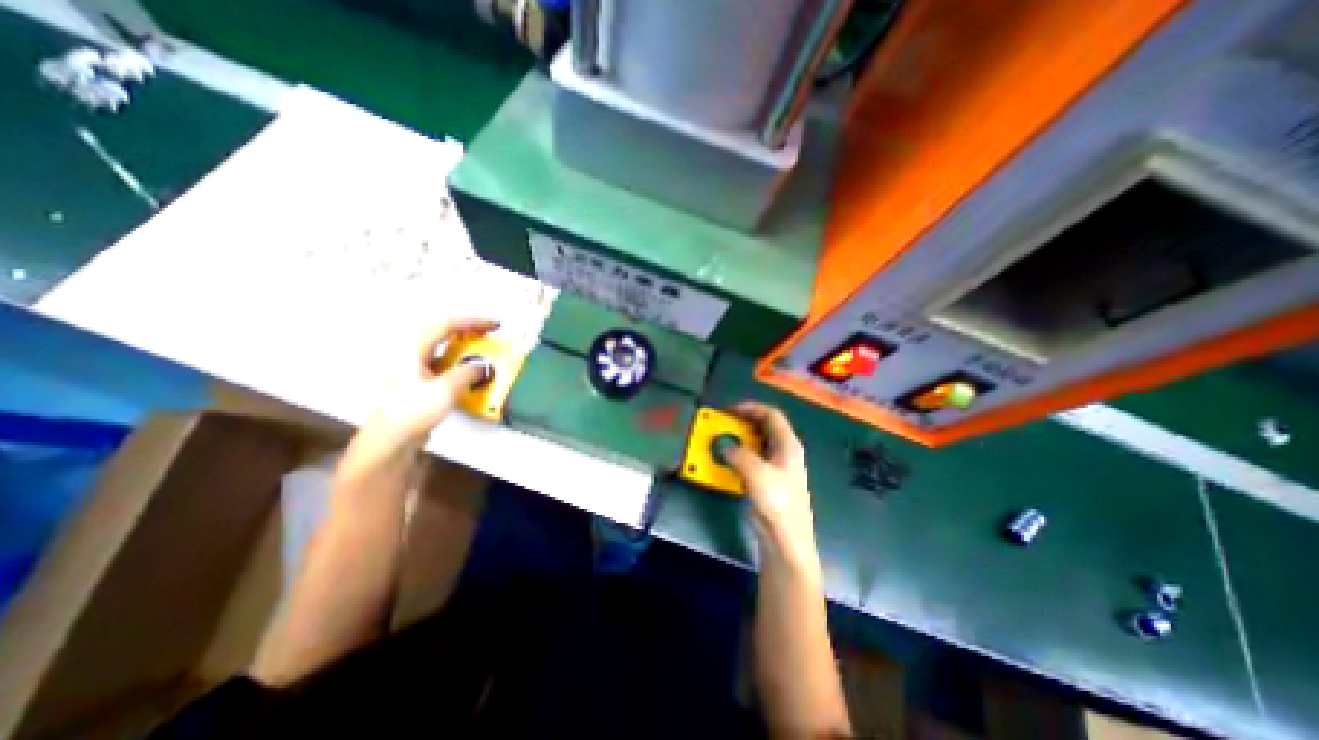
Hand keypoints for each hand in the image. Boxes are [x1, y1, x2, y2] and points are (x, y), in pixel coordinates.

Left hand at [365, 315, 501, 444]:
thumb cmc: (411, 411)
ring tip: (482, 349)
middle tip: (488, 332)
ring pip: (443, 348)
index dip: (473, 322)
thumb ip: (469, 372)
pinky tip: (469, 370)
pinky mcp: (420, 382)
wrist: (393, 438)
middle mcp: (411, 355)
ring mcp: (414, 369)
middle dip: (468, 330)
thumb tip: (483, 367)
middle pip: (442, 332)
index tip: (493, 325)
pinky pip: (444, 363)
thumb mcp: (447, 388)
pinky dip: (460, 361)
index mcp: (413, 349)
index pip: (446, 324)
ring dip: (464, 346)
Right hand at [727, 400, 819, 574]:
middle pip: (763, 428)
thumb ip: (738, 454)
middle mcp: (783, 451)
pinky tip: (726, 460)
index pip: (771, 415)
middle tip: (721, 424)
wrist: (785, 538)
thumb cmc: (777, 502)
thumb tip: (724, 446)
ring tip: (720, 440)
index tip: (729, 410)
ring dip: (738, 440)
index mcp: (788, 444)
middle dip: (741, 423)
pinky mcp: (767, 480)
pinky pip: (751, 459)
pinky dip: (738, 456)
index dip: (751, 408)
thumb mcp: (756, 472)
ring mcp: (776, 466)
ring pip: (755, 444)